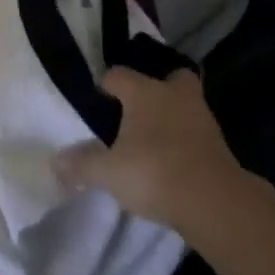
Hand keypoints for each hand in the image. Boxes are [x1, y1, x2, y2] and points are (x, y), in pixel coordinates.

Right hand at [53, 68, 270, 238]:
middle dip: (156, 88)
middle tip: (138, 110)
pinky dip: (185, 140)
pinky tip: (172, 159)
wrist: (212, 200)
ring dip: (172, 115)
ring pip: (185, 104)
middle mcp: (175, 95)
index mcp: (145, 92)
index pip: (119, 75)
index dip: (106, 85)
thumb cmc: (153, 172)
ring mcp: (201, 117)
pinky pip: (196, 131)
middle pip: (169, 77)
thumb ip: (81, 165)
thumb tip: (55, 162)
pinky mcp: (218, 143)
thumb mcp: (108, 172)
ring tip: (153, 139)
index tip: (98, 101)